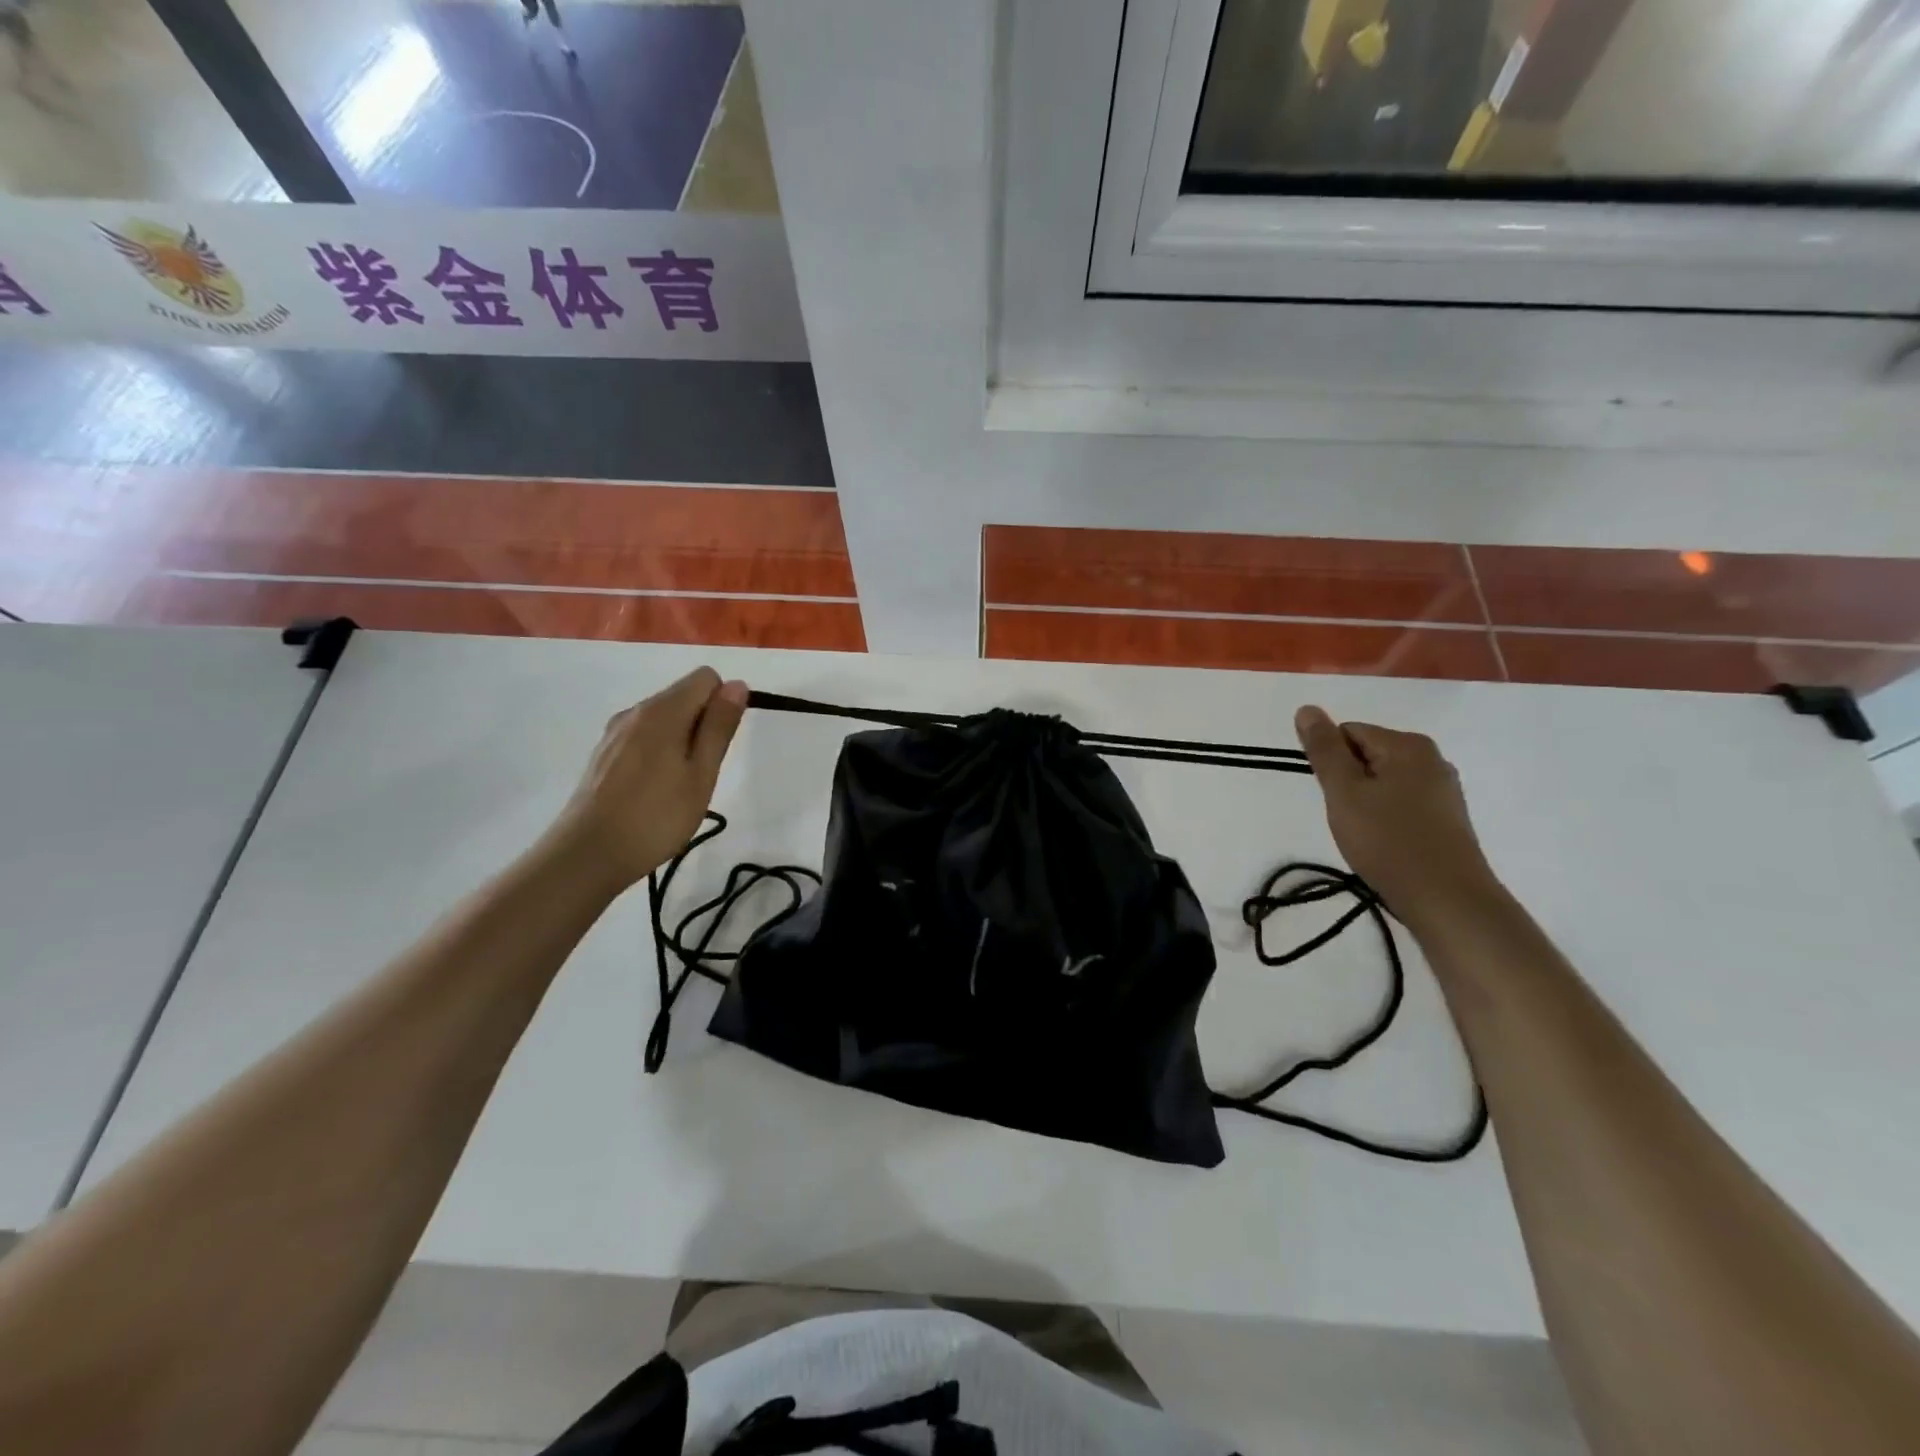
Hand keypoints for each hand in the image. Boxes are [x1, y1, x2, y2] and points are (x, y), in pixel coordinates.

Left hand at [547, 668, 748, 893]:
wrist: (587, 854)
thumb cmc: (656, 816)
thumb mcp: (701, 774)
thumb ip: (719, 726)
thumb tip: (737, 684)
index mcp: (662, 711)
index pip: (706, 678)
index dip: (724, 703)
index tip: (720, 744)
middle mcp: (635, 710)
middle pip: (683, 695)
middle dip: (703, 724)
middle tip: (702, 772)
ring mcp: (614, 732)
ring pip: (663, 718)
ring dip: (681, 740)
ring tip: (679, 786)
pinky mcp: (603, 753)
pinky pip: (643, 736)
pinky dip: (659, 752)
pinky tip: (653, 790)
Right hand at [1293, 705, 1502, 924]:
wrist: (1447, 900)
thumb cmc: (1388, 841)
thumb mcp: (1344, 792)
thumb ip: (1324, 749)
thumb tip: (1307, 709)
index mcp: (1407, 745)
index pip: (1348, 732)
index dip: (1331, 763)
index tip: (1334, 797)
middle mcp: (1432, 758)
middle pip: (1367, 755)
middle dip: (1348, 783)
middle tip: (1348, 817)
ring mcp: (1444, 789)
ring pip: (1383, 782)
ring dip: (1366, 802)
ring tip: (1366, 834)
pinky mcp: (1448, 818)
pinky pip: (1402, 803)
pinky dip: (1386, 818)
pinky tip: (1386, 844)